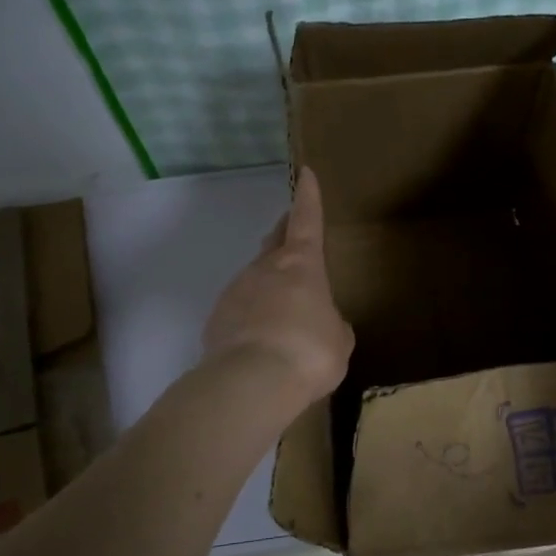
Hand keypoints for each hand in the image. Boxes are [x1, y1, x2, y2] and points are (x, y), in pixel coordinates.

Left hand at [203, 168, 353, 407]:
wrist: (251, 381)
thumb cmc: (308, 351)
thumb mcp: (338, 339)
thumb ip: (332, 323)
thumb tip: (322, 323)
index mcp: (301, 265)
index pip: (307, 220)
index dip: (308, 197)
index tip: (305, 174)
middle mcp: (265, 269)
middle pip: (274, 242)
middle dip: (284, 234)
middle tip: (291, 233)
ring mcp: (236, 291)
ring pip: (255, 279)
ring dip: (268, 287)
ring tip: (282, 313)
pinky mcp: (216, 319)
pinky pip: (239, 311)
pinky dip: (251, 317)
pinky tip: (259, 342)